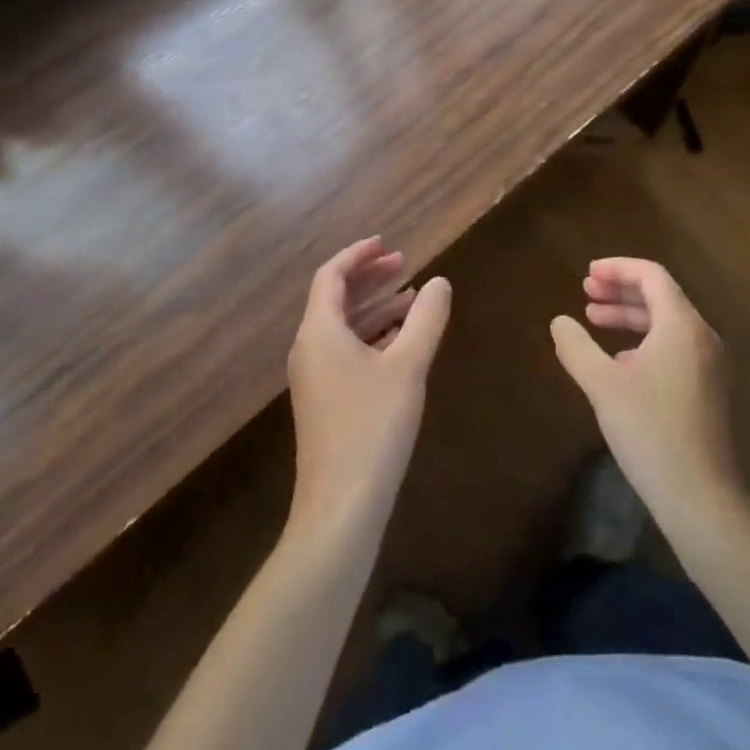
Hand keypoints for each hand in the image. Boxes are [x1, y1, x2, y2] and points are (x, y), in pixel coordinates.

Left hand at [286, 238, 450, 537]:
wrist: (341, 506)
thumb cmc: (373, 426)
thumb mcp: (408, 366)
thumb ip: (426, 318)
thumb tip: (440, 282)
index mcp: (319, 332)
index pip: (332, 276)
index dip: (358, 254)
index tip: (388, 243)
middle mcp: (310, 349)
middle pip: (336, 298)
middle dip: (370, 278)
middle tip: (405, 264)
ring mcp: (315, 377)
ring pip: (344, 327)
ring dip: (376, 307)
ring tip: (414, 298)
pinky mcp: (326, 401)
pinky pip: (347, 350)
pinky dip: (373, 336)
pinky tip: (403, 341)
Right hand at [550, 258, 744, 523]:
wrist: (701, 498)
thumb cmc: (650, 430)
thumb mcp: (603, 385)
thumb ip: (577, 347)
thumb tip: (559, 321)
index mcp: (682, 325)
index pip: (651, 275)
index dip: (617, 268)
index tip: (587, 274)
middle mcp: (701, 336)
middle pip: (660, 296)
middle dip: (620, 290)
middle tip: (586, 293)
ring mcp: (709, 365)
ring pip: (666, 323)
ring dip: (630, 316)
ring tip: (593, 321)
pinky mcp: (707, 390)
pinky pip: (674, 347)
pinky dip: (644, 340)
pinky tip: (619, 361)